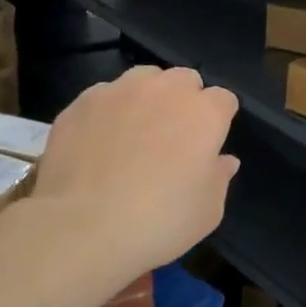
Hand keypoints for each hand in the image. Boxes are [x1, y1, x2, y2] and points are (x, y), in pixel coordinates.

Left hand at [32, 66, 240, 275]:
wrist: (83, 227)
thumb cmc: (160, 221)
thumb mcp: (208, 211)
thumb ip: (219, 177)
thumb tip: (224, 160)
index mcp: (205, 113)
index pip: (223, 99)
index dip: (219, 120)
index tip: (210, 144)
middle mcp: (165, 91)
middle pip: (184, 79)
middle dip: (185, 100)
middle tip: (174, 136)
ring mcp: (120, 91)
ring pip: (143, 79)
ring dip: (147, 97)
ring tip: (135, 131)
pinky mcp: (82, 103)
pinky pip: (104, 96)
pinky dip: (108, 112)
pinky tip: (99, 142)